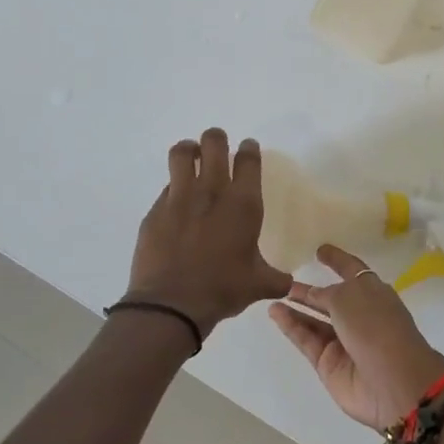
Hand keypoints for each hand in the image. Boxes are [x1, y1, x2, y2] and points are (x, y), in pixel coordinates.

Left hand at [124, 129, 291, 338]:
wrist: (171, 304)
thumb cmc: (222, 289)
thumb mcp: (259, 285)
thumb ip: (275, 278)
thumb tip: (287, 284)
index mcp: (243, 204)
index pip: (248, 160)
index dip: (249, 149)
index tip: (248, 147)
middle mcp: (211, 192)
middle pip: (214, 144)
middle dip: (217, 139)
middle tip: (218, 143)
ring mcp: (179, 198)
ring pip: (182, 154)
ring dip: (189, 149)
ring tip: (192, 155)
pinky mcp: (155, 211)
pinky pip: (166, 187)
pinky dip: (174, 187)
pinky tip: (177, 202)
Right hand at [270, 245, 443, 429]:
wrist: (392, 382)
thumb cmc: (375, 326)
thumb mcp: (349, 298)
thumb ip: (326, 294)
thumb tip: (313, 294)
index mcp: (374, 293)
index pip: (353, 270)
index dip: (337, 260)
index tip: (320, 250)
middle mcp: (360, 315)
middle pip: (331, 299)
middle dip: (311, 291)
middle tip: (285, 280)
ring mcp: (344, 341)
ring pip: (315, 321)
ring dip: (297, 308)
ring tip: (273, 295)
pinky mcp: (329, 363)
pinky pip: (307, 339)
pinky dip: (291, 326)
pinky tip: (275, 313)